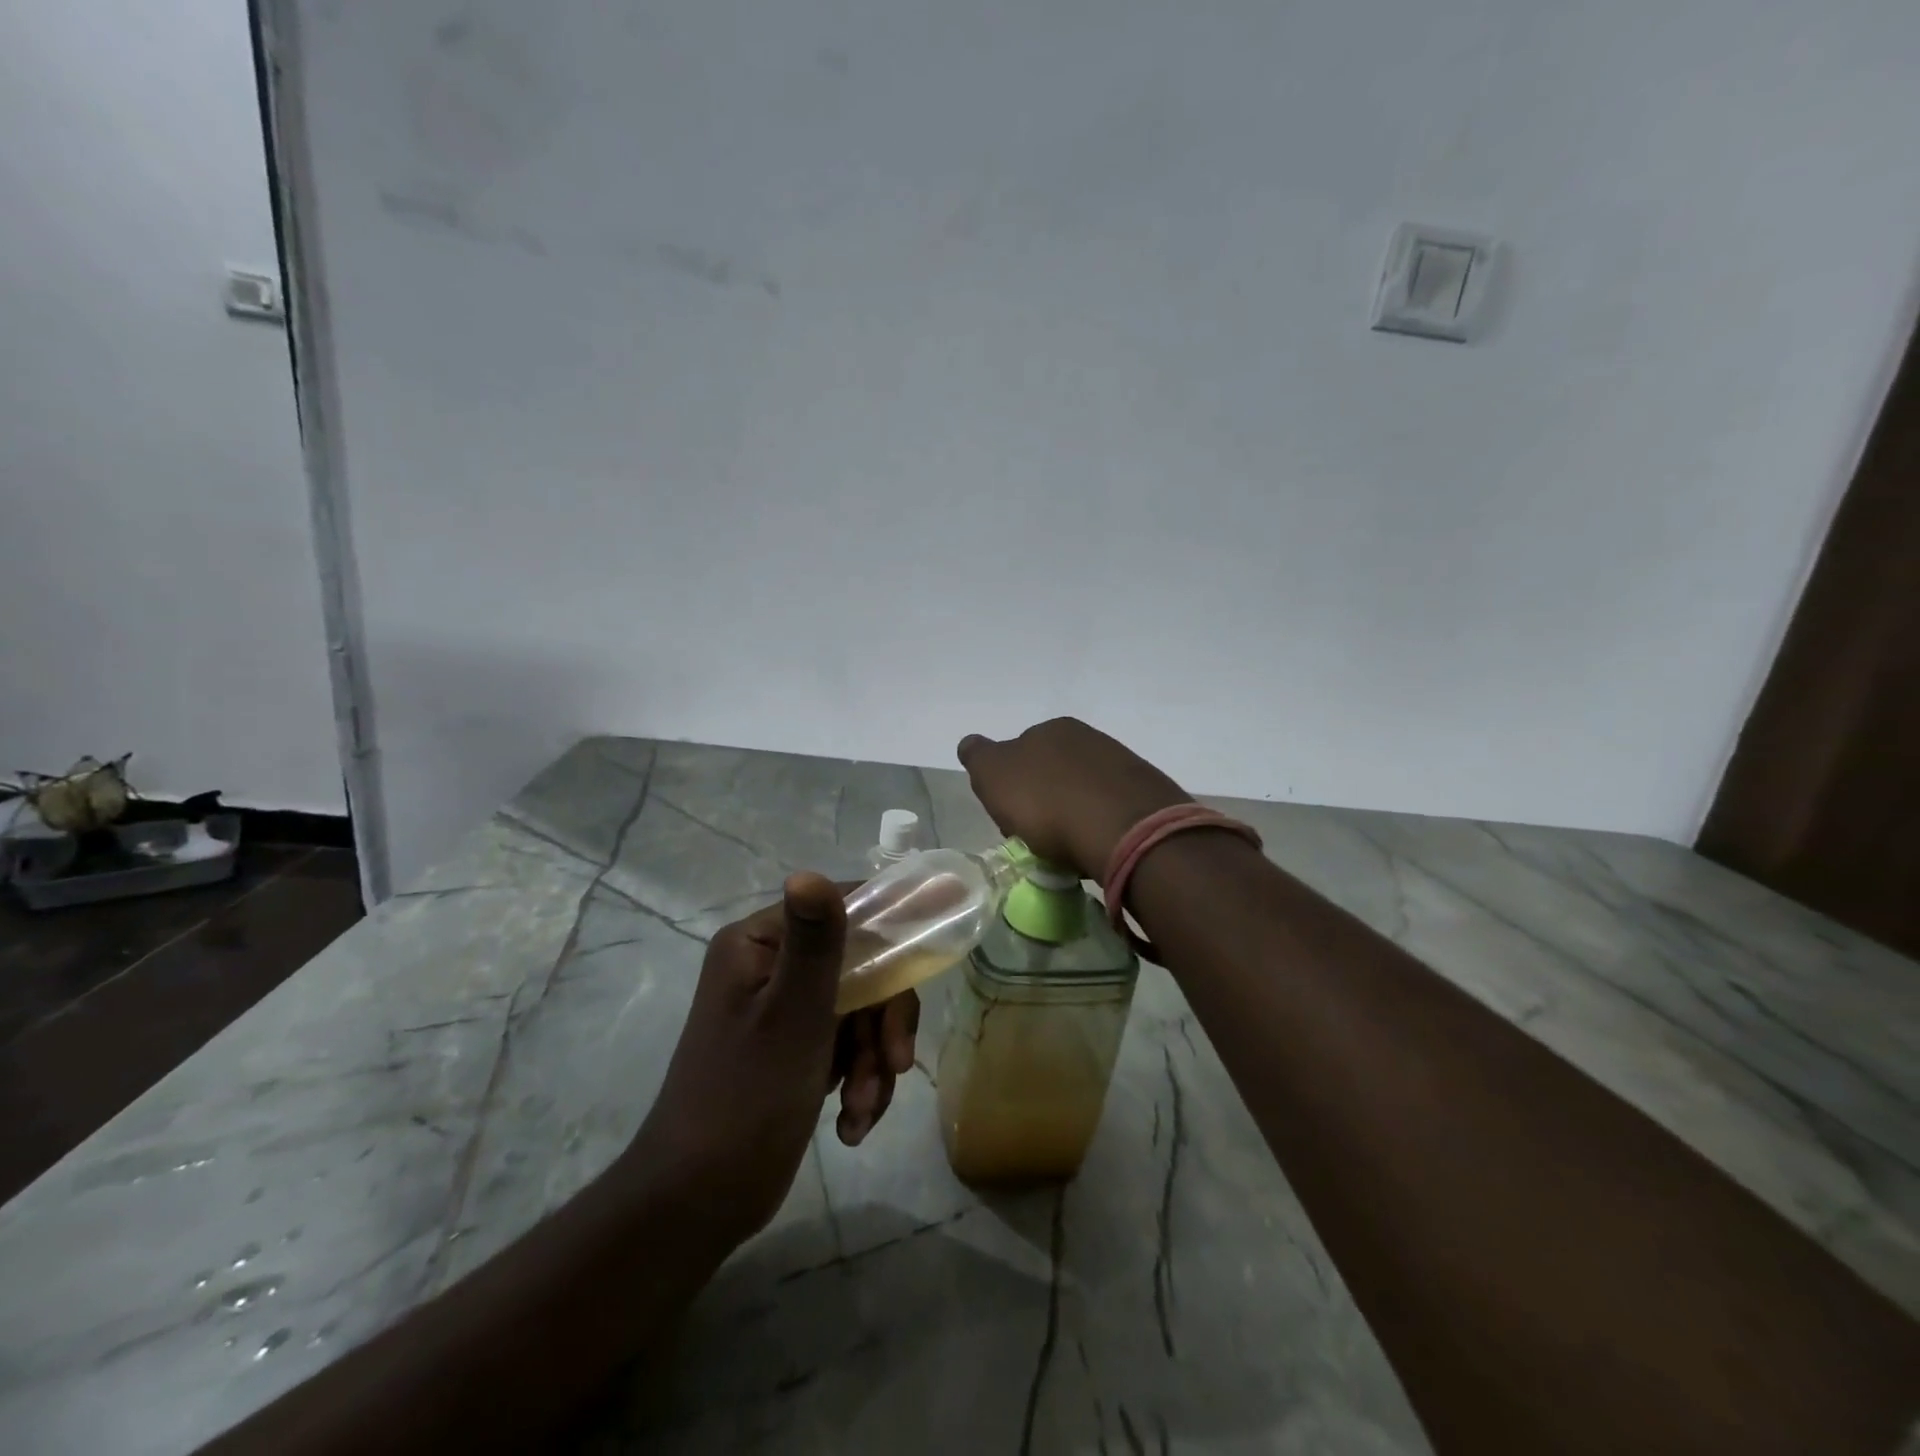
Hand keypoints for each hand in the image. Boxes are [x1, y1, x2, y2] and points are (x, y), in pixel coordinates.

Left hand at [623, 874, 916, 1248]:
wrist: (700, 1202)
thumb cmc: (746, 1098)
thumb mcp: (792, 1015)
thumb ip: (814, 942)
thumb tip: (810, 872)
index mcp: (759, 943)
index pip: (843, 908)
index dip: (890, 930)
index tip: (926, 960)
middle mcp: (771, 966)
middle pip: (861, 966)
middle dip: (883, 1021)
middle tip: (895, 1064)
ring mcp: (784, 1009)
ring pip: (862, 1012)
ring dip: (873, 1062)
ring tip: (862, 1111)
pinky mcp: (795, 1050)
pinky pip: (848, 1047)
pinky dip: (859, 1082)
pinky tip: (852, 1125)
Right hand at [958, 717, 1192, 880]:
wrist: (1123, 829)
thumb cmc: (1047, 802)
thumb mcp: (994, 775)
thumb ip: (979, 756)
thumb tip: (972, 744)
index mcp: (1050, 729)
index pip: (1019, 753)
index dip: (1010, 786)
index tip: (1010, 818)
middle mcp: (1088, 738)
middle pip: (1053, 771)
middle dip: (1043, 799)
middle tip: (1038, 835)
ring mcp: (1121, 764)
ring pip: (1083, 790)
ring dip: (1072, 813)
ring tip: (1068, 848)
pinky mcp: (1145, 795)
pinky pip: (1109, 810)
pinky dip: (1098, 825)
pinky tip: (1095, 846)